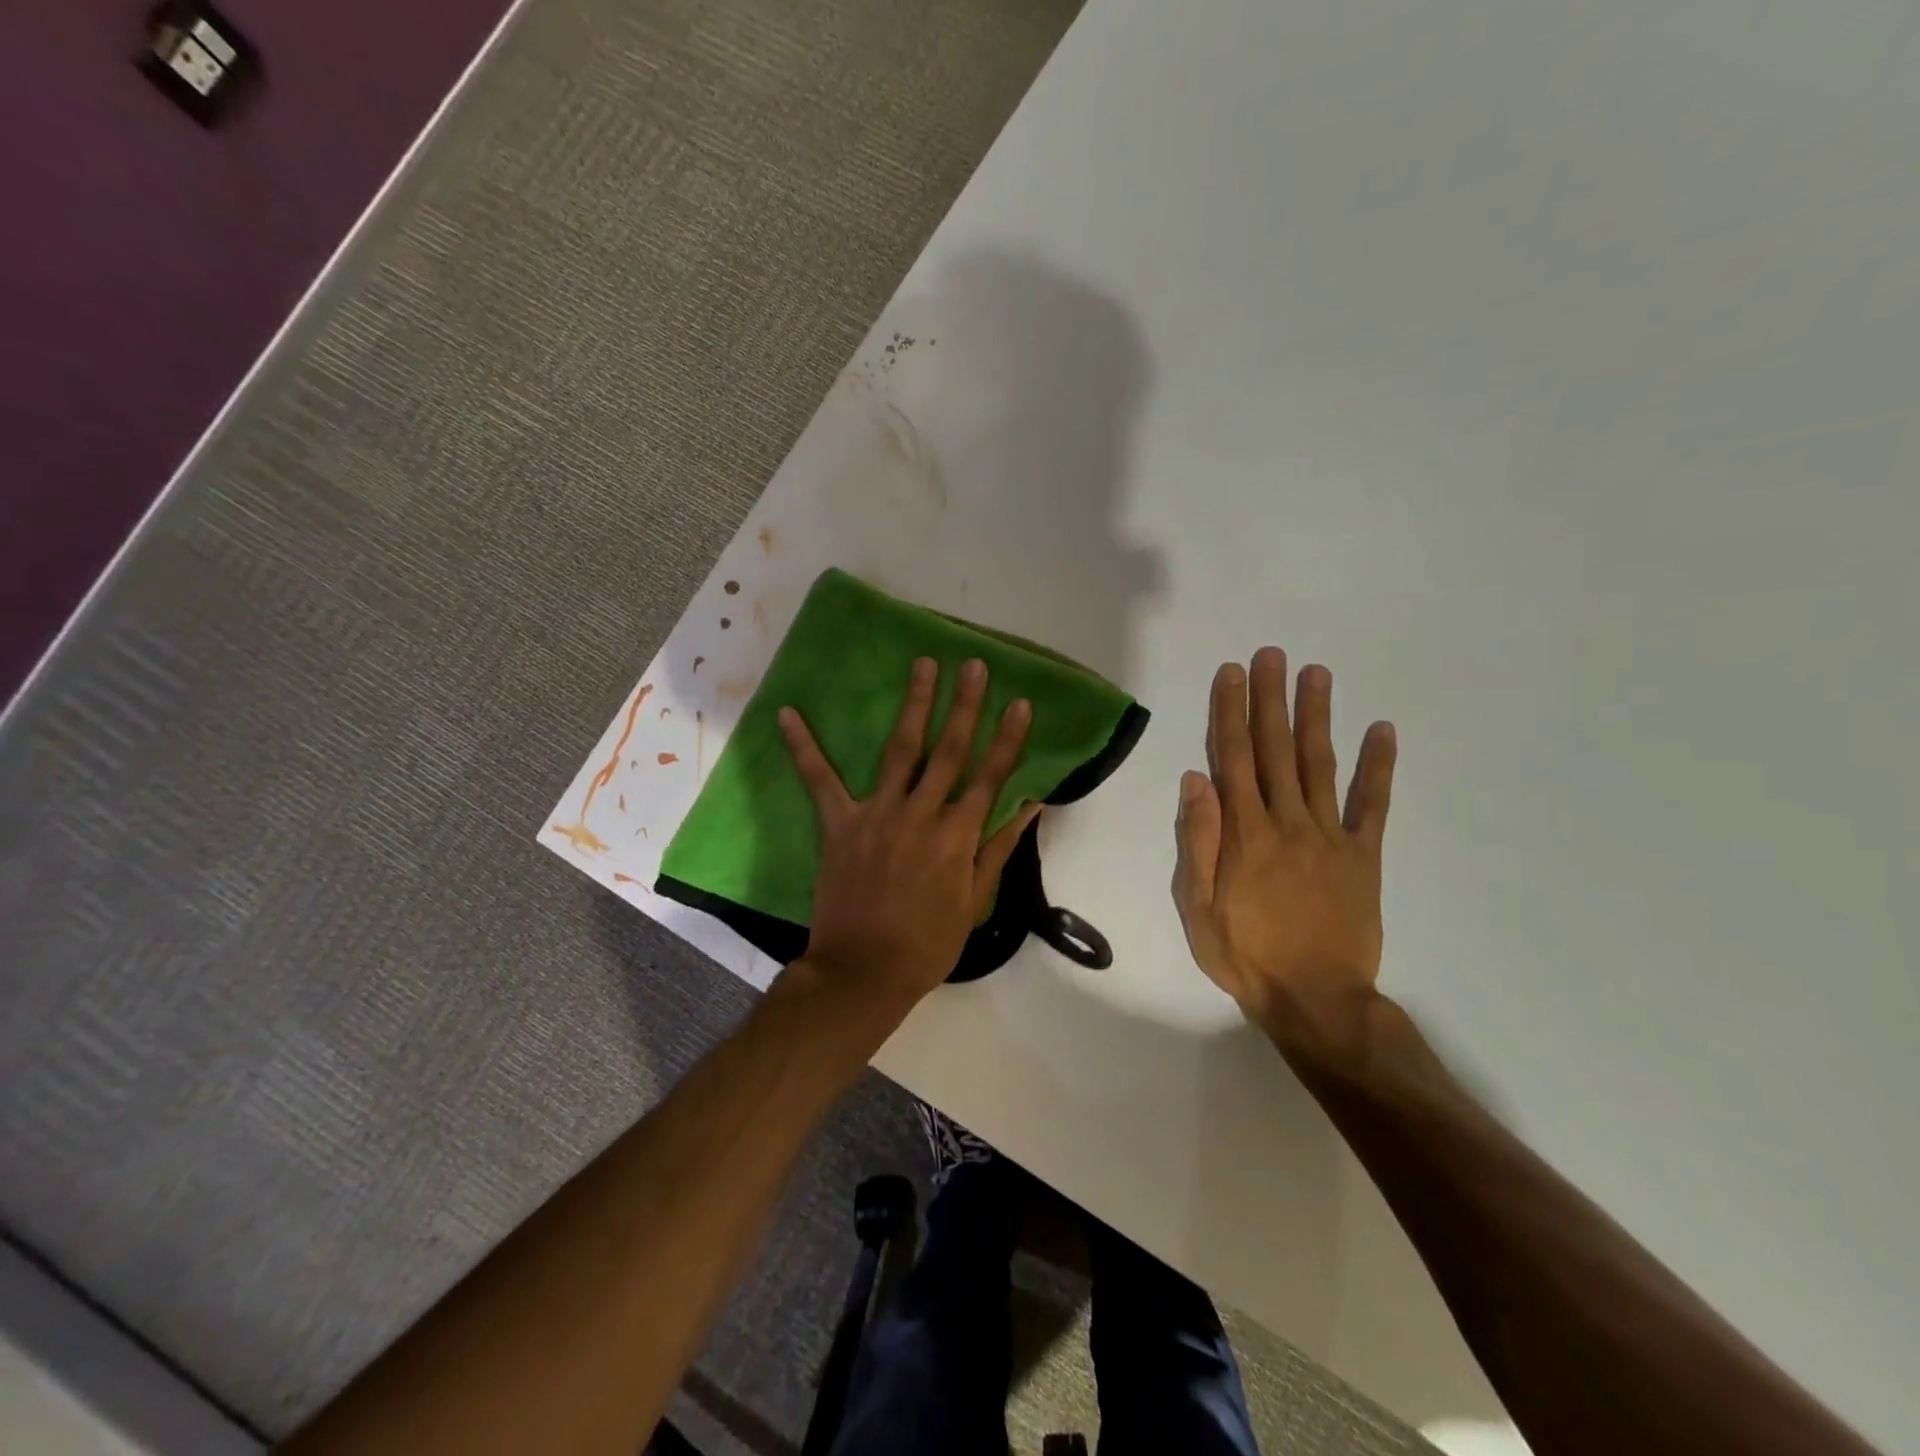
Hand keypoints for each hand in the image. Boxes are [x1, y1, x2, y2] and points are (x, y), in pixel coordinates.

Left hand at [780, 657, 1040, 1010]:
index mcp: (957, 836)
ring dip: (913, 705)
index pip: (991, 777)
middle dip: (966, 706)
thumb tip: (1029, 805)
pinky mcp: (839, 824)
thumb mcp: (975, 901)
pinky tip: (788, 714)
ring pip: (901, 750)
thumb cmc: (927, 944)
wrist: (863, 971)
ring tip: (923, 666)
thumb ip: (999, 849)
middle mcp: (921, 814)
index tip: (1021, 703)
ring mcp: (877, 814)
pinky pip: (819, 780)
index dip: (1008, 739)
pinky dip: (803, 747)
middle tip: (974, 665)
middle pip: (949, 752)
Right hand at [1173, 648, 1397, 1053]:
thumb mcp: (1197, 906)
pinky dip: (1378, 767)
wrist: (1316, 999)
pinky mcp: (1363, 855)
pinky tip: (1382, 730)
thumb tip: (1195, 780)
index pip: (1233, 759)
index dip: (1231, 713)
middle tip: (1272, 655)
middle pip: (1275, 749)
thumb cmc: (1245, 954)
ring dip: (1316, 716)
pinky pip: (1371, 805)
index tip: (1231, 675)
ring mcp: (1329, 835)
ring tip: (1317, 673)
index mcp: (1244, 833)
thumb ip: (1197, 841)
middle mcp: (1286, 821)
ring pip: (1319, 764)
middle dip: (1271, 699)